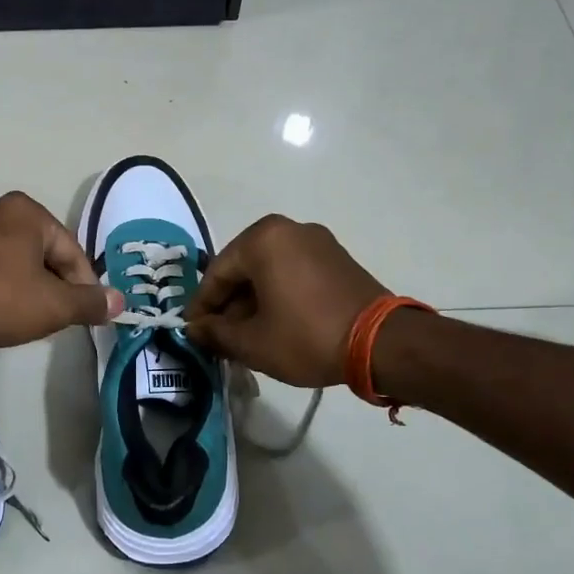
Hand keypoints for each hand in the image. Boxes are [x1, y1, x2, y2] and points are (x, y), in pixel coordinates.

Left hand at [0, 192, 123, 355]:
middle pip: (45, 257)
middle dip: (54, 290)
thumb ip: (89, 302)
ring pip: (18, 267)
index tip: (83, 318)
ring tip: (27, 323)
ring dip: (28, 294)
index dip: (83, 288)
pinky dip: (2, 293)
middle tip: (54, 322)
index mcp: (27, 212)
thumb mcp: (53, 306)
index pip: (72, 253)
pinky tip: (0, 317)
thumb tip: (120, 301)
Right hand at [185, 215, 389, 386]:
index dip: (201, 306)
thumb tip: (195, 329)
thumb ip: (216, 333)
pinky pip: (294, 272)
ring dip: (253, 302)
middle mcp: (289, 229)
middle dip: (229, 304)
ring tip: (245, 336)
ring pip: (269, 271)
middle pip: (243, 268)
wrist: (382, 344)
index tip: (192, 332)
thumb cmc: (306, 336)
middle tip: (218, 337)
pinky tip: (274, 324)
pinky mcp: (337, 258)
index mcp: (263, 239)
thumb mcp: (252, 342)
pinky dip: (278, 295)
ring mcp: (317, 241)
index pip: (217, 273)